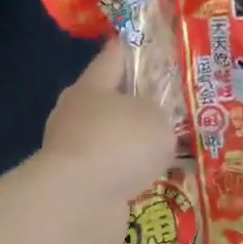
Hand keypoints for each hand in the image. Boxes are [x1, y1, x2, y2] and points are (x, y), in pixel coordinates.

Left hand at [40, 39, 177, 239]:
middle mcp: (76, 115)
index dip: (132, 46)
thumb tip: (152, 126)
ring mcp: (73, 152)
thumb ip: (161, 114)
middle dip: (135, 102)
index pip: (113, 56)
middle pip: (109, 100)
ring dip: (131, 144)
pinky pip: (109, 172)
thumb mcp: (156, 119)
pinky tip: (148, 179)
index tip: (148, 41)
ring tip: (165, 147)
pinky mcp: (76, 185)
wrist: (78, 203)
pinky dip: (126, 174)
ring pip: (109, 139)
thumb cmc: (118, 144)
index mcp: (92, 86)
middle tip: (169, 104)